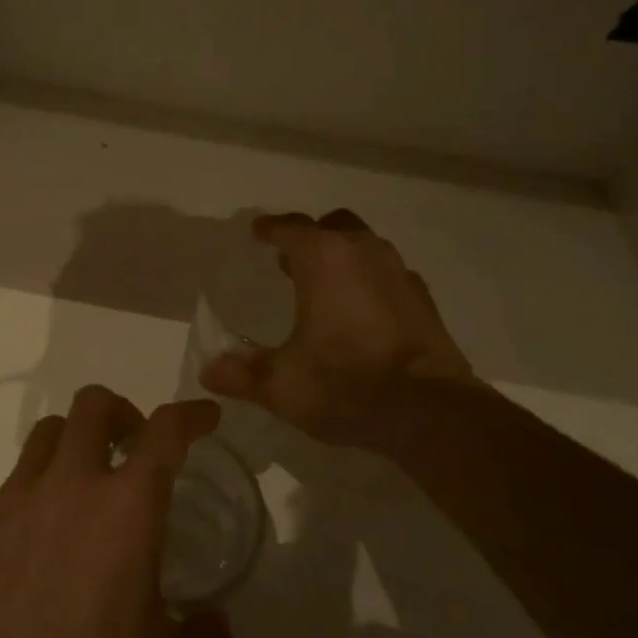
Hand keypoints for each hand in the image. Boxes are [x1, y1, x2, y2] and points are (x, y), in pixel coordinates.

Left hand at [0, 387, 233, 637]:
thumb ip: (204, 637)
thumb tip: (216, 624)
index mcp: (127, 506)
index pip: (165, 431)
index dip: (190, 414)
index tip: (204, 417)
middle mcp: (70, 485)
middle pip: (93, 405)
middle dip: (121, 413)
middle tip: (132, 448)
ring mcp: (17, 501)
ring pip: (46, 434)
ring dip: (74, 443)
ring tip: (83, 485)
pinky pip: (13, 486)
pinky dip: (36, 493)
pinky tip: (40, 542)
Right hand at [199, 209, 476, 449]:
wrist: (429, 412)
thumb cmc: (345, 384)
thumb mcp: (281, 384)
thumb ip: (240, 374)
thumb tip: (207, 372)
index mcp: (323, 258)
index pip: (289, 228)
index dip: (268, 229)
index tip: (256, 232)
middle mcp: (363, 253)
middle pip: (333, 226)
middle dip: (310, 237)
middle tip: (290, 260)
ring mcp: (399, 274)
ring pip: (366, 246)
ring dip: (343, 256)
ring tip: (324, 285)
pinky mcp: (424, 300)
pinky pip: (389, 275)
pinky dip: (370, 282)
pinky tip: (363, 312)